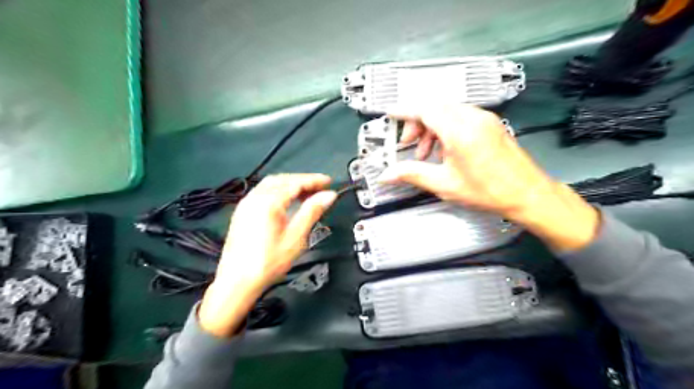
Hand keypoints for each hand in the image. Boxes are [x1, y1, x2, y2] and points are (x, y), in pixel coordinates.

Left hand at [196, 173, 336, 336]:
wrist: (237, 281)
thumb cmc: (269, 262)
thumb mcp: (296, 237)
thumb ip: (312, 212)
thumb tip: (329, 196)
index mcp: (268, 202)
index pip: (295, 183)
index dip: (314, 180)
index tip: (329, 182)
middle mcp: (255, 197)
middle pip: (283, 180)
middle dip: (302, 181)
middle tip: (320, 188)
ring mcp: (246, 204)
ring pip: (271, 184)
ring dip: (290, 184)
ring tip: (306, 194)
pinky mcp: (242, 212)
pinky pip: (263, 192)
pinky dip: (279, 191)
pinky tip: (287, 201)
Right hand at [382, 104, 598, 251]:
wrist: (528, 194)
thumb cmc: (490, 191)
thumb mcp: (444, 184)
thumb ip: (411, 174)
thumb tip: (387, 174)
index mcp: (460, 131)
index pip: (424, 109)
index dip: (404, 110)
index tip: (390, 113)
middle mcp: (473, 118)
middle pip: (434, 107)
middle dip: (416, 123)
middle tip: (408, 144)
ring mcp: (484, 119)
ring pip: (447, 111)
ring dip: (430, 127)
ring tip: (426, 153)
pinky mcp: (490, 124)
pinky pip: (460, 117)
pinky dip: (445, 129)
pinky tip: (444, 150)